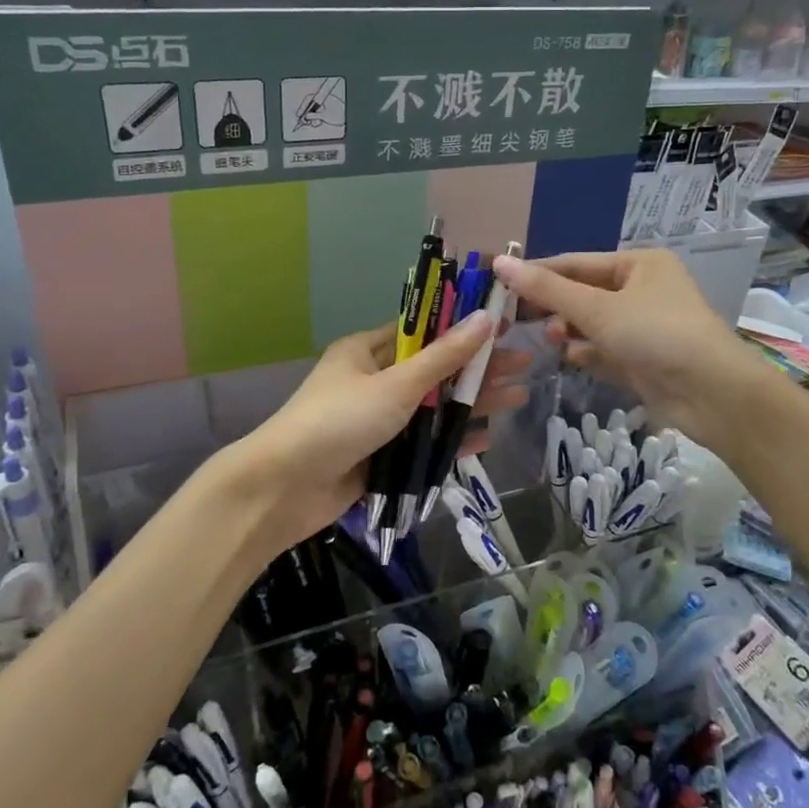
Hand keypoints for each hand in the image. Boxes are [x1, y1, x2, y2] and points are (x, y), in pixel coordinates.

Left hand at [233, 312, 495, 551]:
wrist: (284, 490)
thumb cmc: (338, 421)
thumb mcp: (395, 385)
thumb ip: (444, 357)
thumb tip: (486, 317)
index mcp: (367, 351)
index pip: (423, 330)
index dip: (462, 326)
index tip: (502, 323)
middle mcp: (374, 380)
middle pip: (435, 370)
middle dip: (477, 367)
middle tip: (524, 362)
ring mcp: (379, 421)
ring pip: (434, 407)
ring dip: (471, 403)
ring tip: (519, 397)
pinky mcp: (382, 456)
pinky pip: (425, 443)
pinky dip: (452, 440)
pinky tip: (487, 438)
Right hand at [492, 250, 764, 453]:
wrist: (713, 394)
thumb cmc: (656, 334)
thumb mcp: (597, 308)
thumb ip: (547, 289)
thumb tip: (499, 261)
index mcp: (639, 264)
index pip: (576, 263)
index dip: (538, 273)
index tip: (499, 284)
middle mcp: (643, 290)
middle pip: (584, 294)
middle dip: (553, 306)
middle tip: (515, 319)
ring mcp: (645, 327)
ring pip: (593, 324)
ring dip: (569, 331)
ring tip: (550, 340)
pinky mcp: (644, 360)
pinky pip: (605, 351)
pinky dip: (587, 353)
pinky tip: (570, 359)